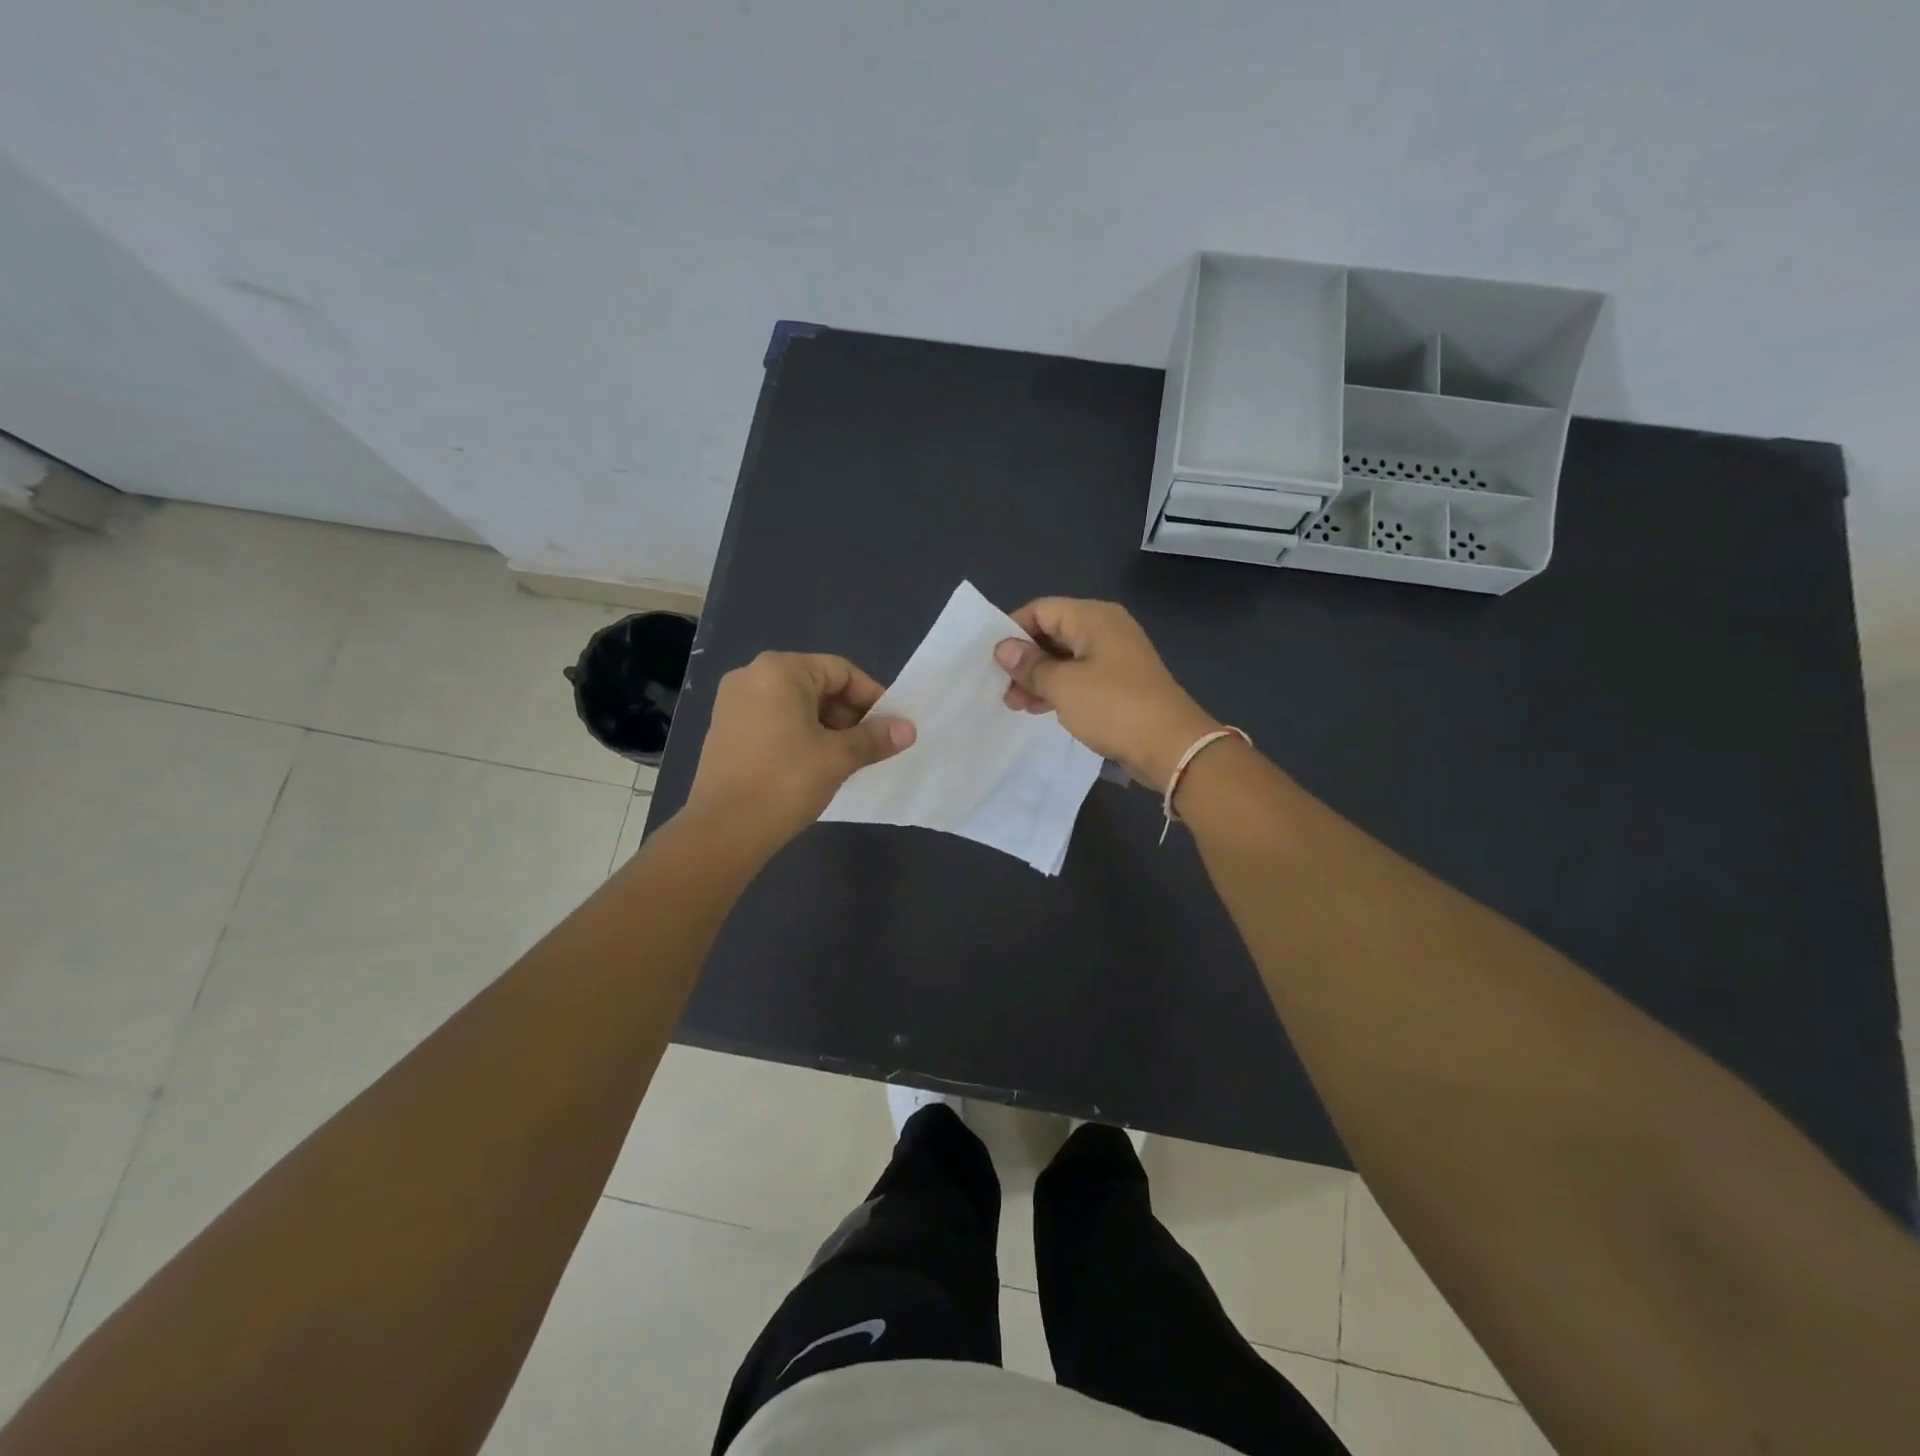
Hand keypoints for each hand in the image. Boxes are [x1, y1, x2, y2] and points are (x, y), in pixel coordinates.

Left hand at [685, 652, 914, 848]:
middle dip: (849, 714)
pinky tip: (815, 765)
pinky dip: (800, 736)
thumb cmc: (785, 782)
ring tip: (848, 759)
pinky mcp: (726, 730)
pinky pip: (775, 721)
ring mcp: (734, 703)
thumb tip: (909, 728)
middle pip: (817, 685)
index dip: (872, 697)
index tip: (891, 726)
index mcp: (780, 671)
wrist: (723, 830)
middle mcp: (752, 676)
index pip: (841, 671)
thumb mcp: (838, 757)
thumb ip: (875, 738)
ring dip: (827, 727)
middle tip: (872, 745)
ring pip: (796, 706)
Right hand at [995, 598, 1219, 793]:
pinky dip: (1058, 689)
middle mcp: (1105, 629)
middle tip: (1001, 688)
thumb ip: (1030, 665)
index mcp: (1093, 617)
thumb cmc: (1113, 707)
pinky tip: (1040, 708)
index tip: (991, 660)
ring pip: (1065, 658)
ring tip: (1016, 705)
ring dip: (1038, 678)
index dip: (1012, 631)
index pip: (1041, 609)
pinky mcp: (1120, 683)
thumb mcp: (1063, 686)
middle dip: (1024, 659)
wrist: (1171, 746)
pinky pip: (1080, 677)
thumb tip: (1003, 648)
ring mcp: (1115, 657)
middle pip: (1052, 632)